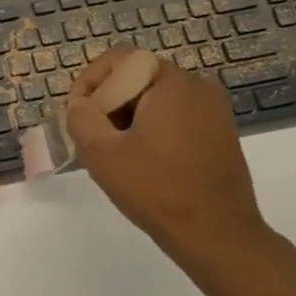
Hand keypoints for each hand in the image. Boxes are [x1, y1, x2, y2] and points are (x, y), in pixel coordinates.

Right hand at [62, 45, 282, 294]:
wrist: (218, 236)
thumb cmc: (157, 189)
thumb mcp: (102, 153)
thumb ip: (80, 118)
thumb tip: (79, 105)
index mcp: (172, 81)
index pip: (119, 59)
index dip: (88, 82)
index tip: (75, 114)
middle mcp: (198, 86)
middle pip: (137, 78)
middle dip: (107, 103)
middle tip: (90, 138)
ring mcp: (214, 110)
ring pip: (155, 99)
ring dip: (127, 119)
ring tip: (112, 154)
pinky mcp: (220, 134)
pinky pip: (175, 117)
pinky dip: (151, 130)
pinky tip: (141, 163)